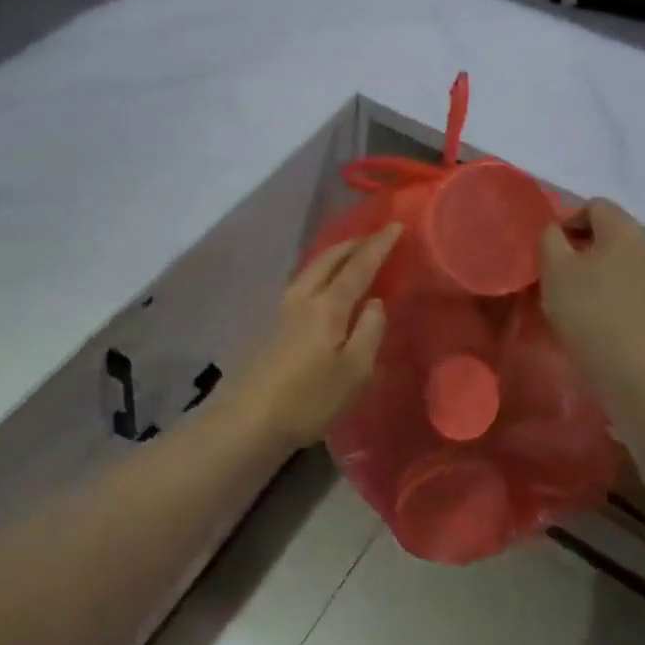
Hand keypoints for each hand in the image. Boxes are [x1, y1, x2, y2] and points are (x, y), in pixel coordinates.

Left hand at [228, 224, 400, 450]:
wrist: (249, 419)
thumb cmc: (309, 399)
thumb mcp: (355, 372)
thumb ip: (369, 331)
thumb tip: (376, 302)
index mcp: (328, 305)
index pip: (358, 266)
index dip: (379, 245)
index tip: (396, 226)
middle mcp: (303, 297)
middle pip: (329, 258)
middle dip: (354, 243)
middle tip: (375, 237)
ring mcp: (282, 308)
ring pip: (312, 267)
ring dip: (335, 255)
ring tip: (352, 254)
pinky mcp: (271, 323)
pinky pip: (303, 281)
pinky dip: (320, 271)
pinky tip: (324, 284)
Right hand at [538, 199, 644, 385]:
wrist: (625, 365)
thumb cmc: (586, 308)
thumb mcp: (554, 267)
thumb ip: (550, 237)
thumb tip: (555, 231)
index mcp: (625, 229)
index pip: (594, 205)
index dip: (568, 220)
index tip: (551, 248)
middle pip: (609, 228)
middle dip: (580, 242)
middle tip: (557, 268)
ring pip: (617, 253)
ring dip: (593, 264)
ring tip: (572, 289)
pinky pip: (627, 275)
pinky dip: (607, 281)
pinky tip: (592, 305)